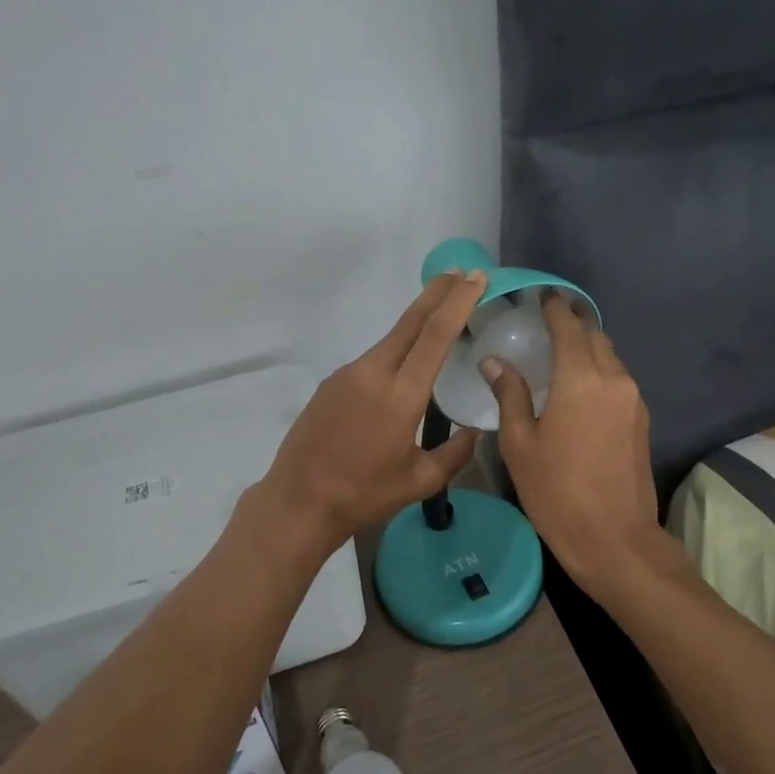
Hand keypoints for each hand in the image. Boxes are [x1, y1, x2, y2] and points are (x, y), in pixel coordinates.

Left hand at [258, 270, 487, 553]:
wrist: (299, 501)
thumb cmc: (364, 495)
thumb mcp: (420, 482)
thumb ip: (454, 454)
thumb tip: (475, 433)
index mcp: (401, 396)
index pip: (435, 336)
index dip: (458, 302)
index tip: (476, 279)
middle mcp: (374, 373)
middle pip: (411, 321)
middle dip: (438, 293)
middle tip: (462, 273)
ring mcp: (348, 375)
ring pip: (390, 339)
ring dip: (417, 322)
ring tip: (440, 315)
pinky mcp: (332, 383)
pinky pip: (372, 359)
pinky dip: (395, 350)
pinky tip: (403, 365)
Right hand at [479, 295, 671, 593]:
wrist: (614, 539)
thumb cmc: (556, 492)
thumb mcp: (520, 444)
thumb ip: (510, 395)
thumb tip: (494, 361)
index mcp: (580, 379)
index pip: (568, 326)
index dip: (554, 307)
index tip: (540, 296)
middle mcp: (613, 379)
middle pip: (594, 336)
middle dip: (572, 323)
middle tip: (544, 322)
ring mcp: (633, 399)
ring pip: (610, 357)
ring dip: (587, 347)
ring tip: (558, 353)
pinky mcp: (642, 419)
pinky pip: (618, 379)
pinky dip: (598, 370)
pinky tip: (578, 386)